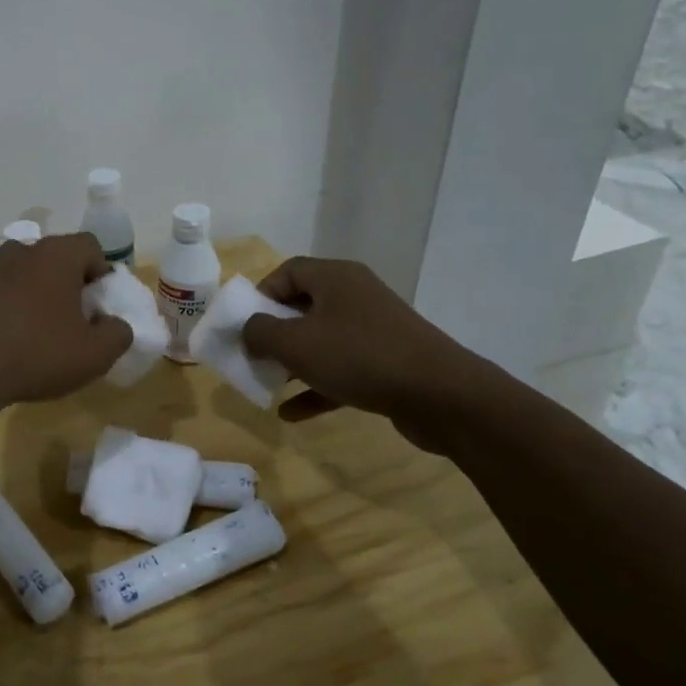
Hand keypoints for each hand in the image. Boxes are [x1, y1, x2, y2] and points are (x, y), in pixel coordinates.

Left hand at [0, 233, 132, 411]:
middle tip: (72, 320)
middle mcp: (20, 252)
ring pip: (23, 274)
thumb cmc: (36, 355)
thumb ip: (117, 334)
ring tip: (37, 331)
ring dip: (35, 294)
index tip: (99, 305)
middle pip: (54, 258)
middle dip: (68, 283)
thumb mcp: (94, 354)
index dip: (101, 272)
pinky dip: (6, 307)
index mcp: (55, 256)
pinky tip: (6, 340)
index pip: (89, 246)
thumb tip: (115, 324)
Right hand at [239, 257, 478, 430]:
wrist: (441, 396)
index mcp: (335, 278)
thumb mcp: (295, 342)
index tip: (244, 323)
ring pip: (321, 341)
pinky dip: (316, 387)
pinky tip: (291, 414)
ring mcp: (374, 331)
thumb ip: (260, 332)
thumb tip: (247, 330)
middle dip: (273, 333)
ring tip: (268, 384)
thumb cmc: (358, 356)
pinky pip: (341, 370)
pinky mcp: (387, 364)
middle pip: (302, 307)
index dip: (260, 294)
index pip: (287, 271)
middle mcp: (355, 297)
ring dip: (292, 363)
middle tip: (252, 355)